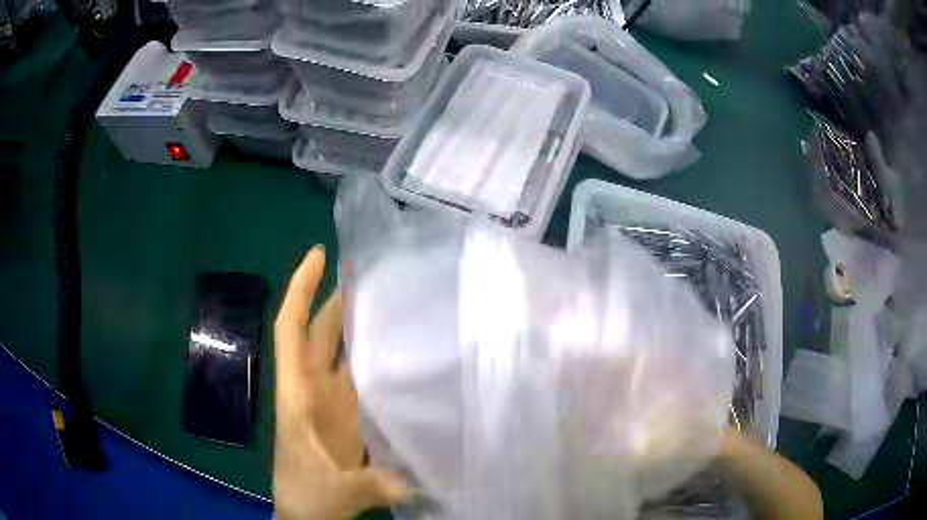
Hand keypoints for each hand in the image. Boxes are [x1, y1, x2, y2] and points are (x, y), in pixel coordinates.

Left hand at [273, 246, 407, 518]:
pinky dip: (375, 359)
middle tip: (374, 272)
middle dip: (338, 299)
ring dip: (359, 326)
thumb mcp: (335, 491)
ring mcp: (332, 403)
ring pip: (342, 352)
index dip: (301, 290)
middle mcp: (313, 389)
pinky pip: (361, 378)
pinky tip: (403, 351)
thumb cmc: (306, 496)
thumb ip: (370, 484)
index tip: (319, 255)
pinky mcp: (348, 417)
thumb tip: (410, 480)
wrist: (307, 515)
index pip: (291, 329)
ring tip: (394, 300)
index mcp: (298, 394)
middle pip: (321, 333)